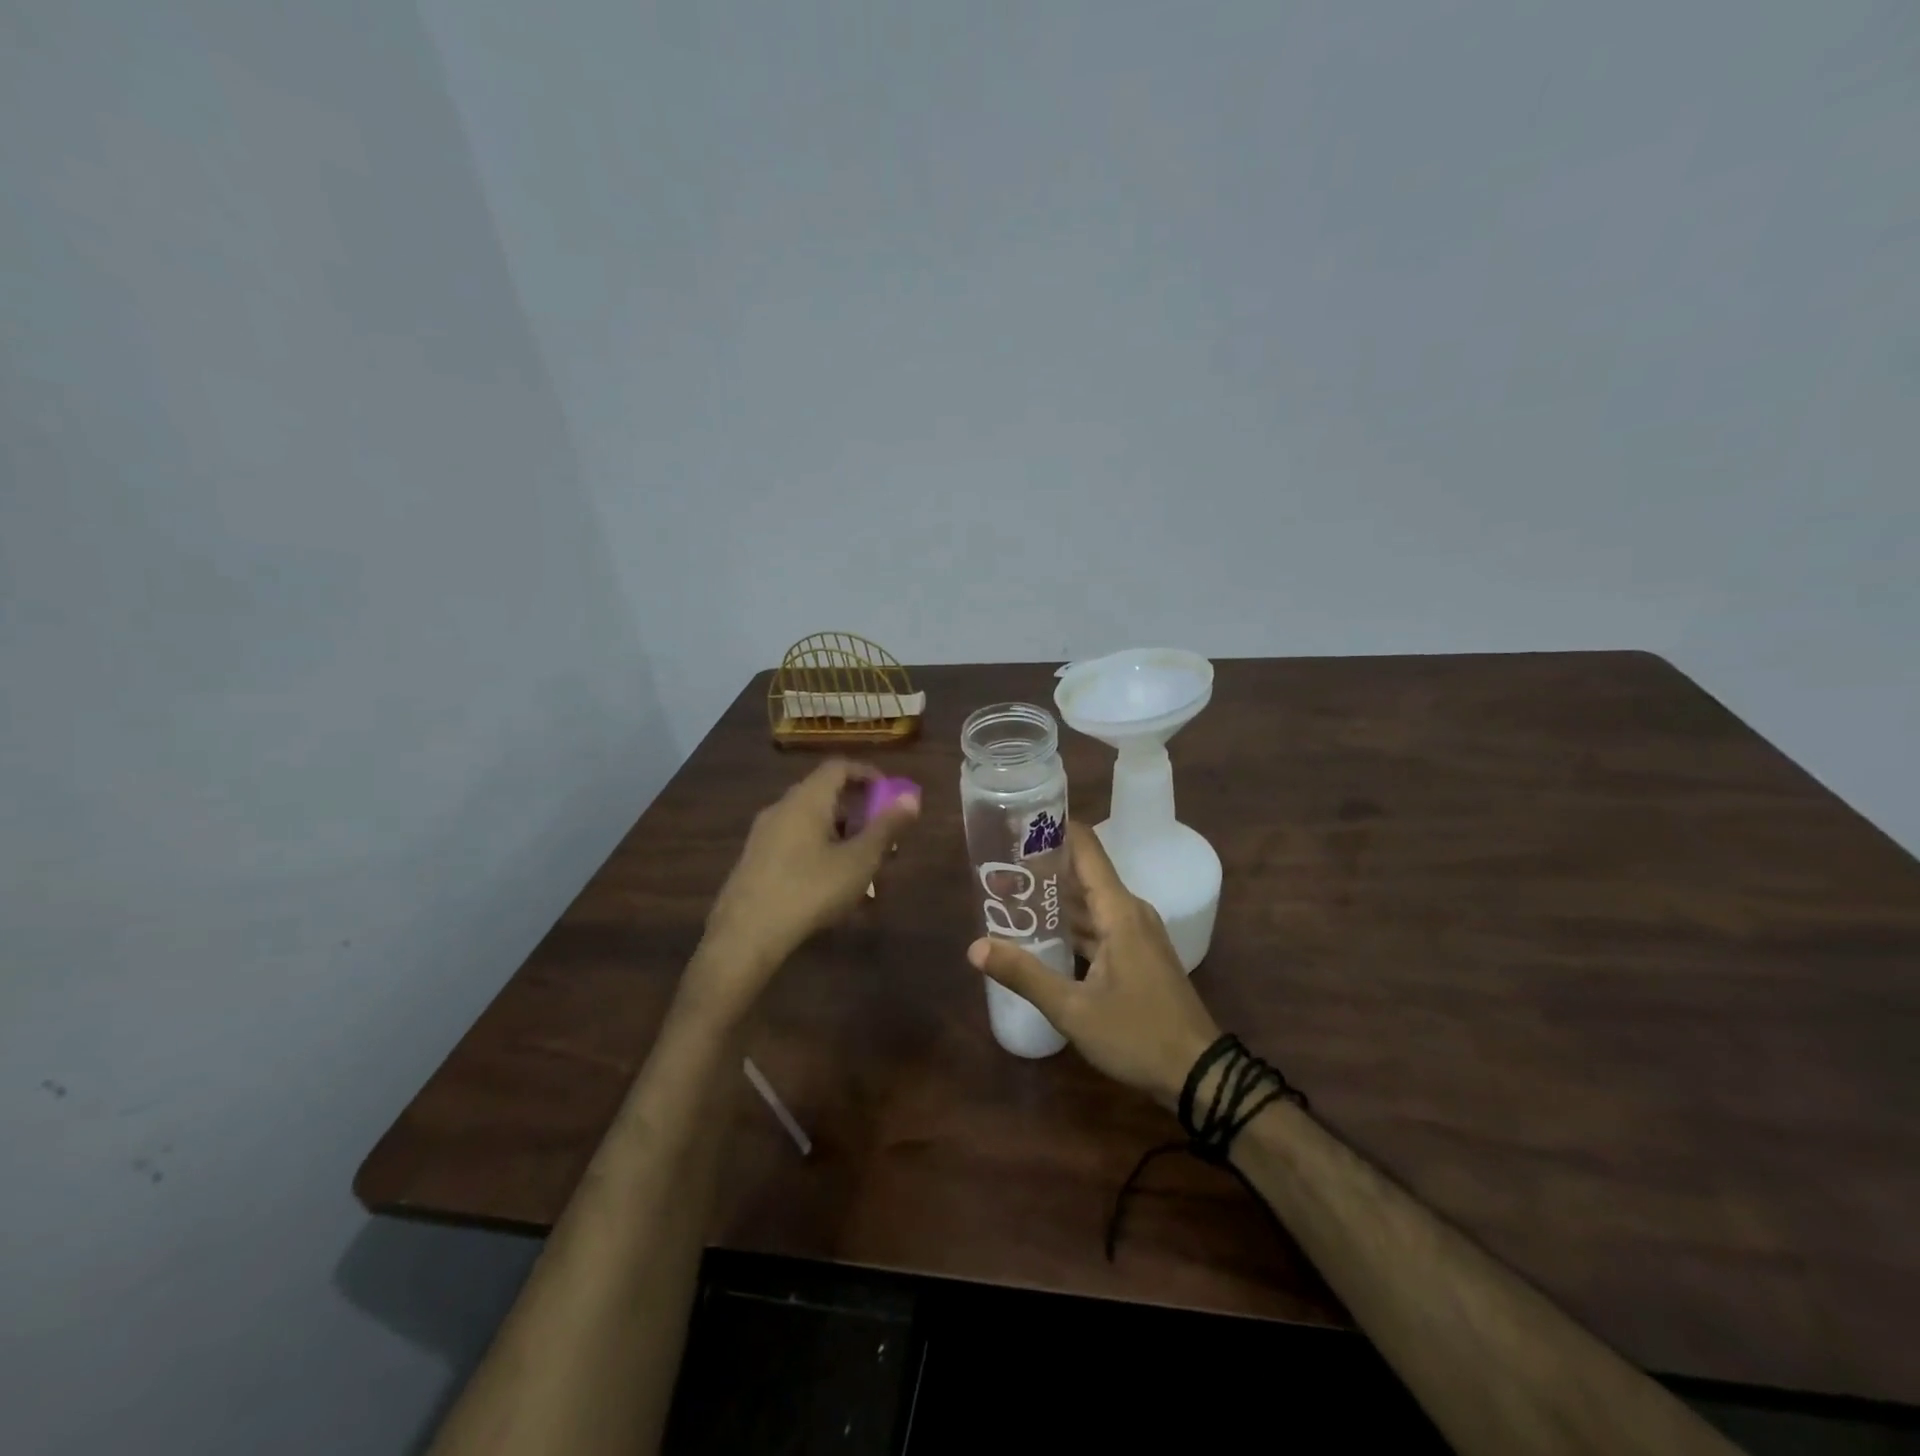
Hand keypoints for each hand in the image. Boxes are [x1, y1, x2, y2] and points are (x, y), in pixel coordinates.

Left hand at [690, 760, 920, 1021]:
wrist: (745, 935)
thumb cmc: (810, 890)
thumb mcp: (859, 861)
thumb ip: (886, 827)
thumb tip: (911, 797)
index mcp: (807, 799)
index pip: (839, 767)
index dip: (868, 774)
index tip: (890, 793)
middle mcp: (781, 808)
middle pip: (824, 794)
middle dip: (858, 810)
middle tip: (882, 835)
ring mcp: (763, 834)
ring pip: (810, 821)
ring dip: (840, 834)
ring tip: (861, 865)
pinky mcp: (754, 861)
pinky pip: (794, 842)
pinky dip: (819, 849)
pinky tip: (831, 884)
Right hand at [968, 822, 1219, 1108]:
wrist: (1199, 1074)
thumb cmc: (1137, 1035)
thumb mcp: (1074, 1010)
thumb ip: (1025, 975)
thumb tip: (975, 947)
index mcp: (1119, 911)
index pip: (1086, 848)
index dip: (1055, 829)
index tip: (1019, 823)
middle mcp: (1130, 912)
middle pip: (1084, 874)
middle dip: (1043, 867)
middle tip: (999, 866)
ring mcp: (1137, 933)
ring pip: (1091, 903)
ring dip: (1056, 899)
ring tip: (1012, 894)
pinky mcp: (1138, 955)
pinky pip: (1100, 925)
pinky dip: (1072, 924)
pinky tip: (1043, 934)